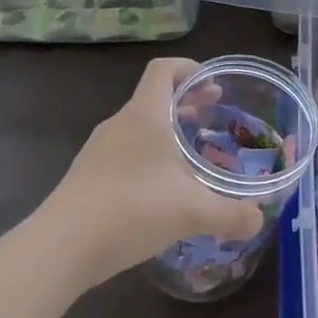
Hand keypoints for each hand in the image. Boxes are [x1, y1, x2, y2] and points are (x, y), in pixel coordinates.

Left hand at [29, 57, 262, 288]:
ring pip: (139, 127)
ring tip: (192, 155)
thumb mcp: (192, 212)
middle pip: (153, 97)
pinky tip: (162, 189)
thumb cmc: (131, 211)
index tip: (212, 84)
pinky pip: (125, 151)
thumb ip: (232, 214)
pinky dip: (148, 156)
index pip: (163, 70)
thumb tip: (258, 220)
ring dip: (167, 131)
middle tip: (212, 116)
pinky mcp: (87, 176)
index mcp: (145, 116)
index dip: (189, 68)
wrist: (59, 249)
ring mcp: (98, 150)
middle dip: (185, 102)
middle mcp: (120, 125)